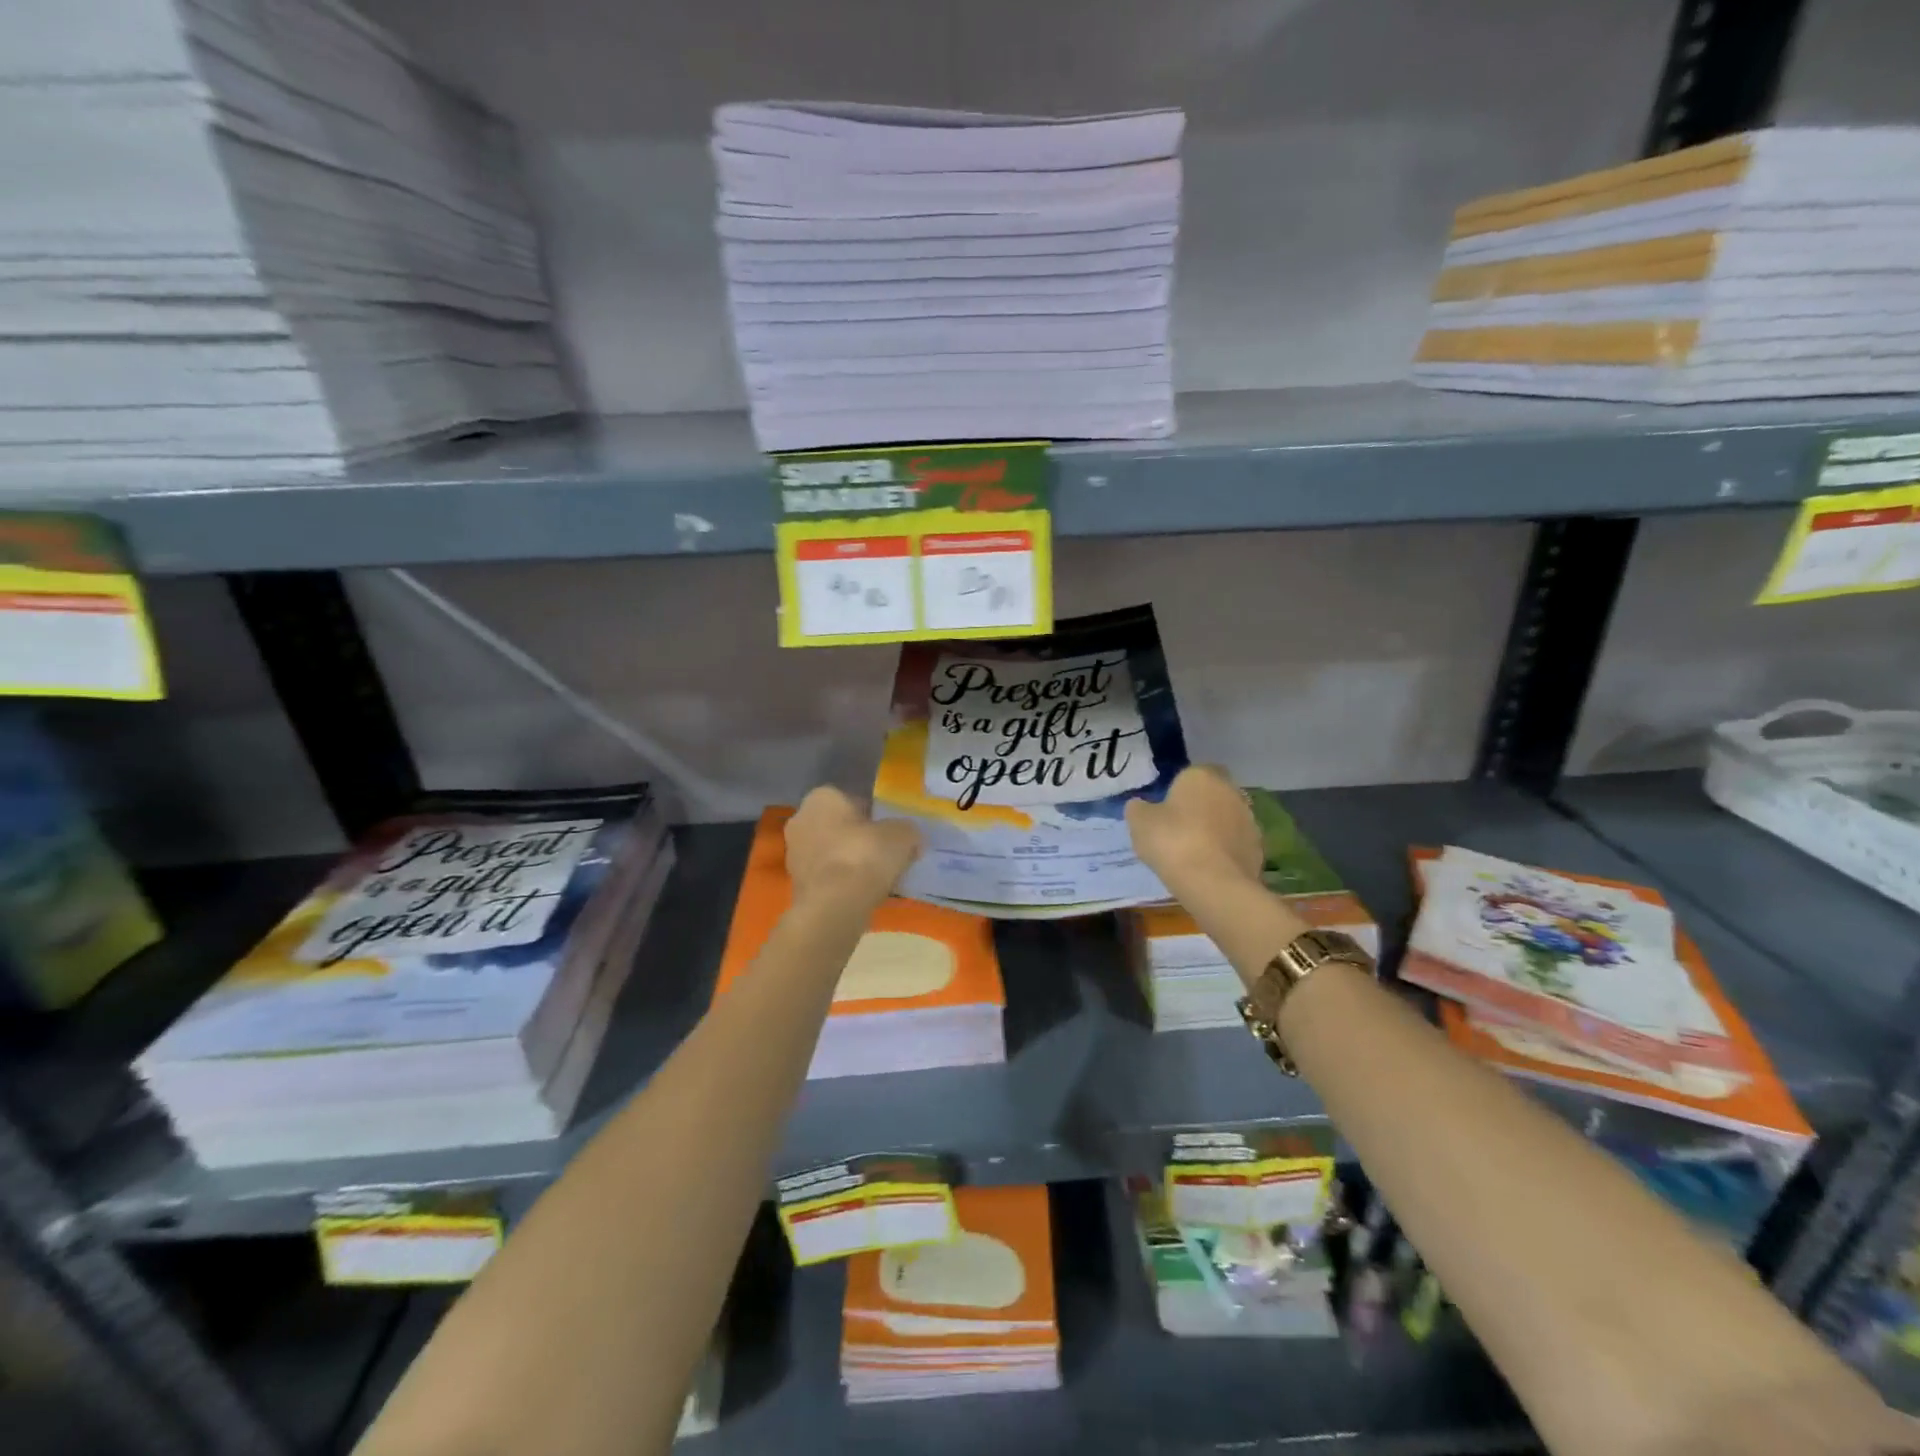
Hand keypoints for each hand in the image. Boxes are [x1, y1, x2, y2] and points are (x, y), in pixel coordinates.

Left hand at [784, 786, 920, 904]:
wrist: (834, 905)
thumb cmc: (865, 855)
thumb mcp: (902, 835)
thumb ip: (908, 830)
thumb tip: (911, 838)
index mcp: (822, 797)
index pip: (853, 800)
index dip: (875, 816)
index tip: (892, 834)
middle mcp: (801, 819)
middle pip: (840, 826)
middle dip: (860, 838)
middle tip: (886, 855)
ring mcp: (794, 853)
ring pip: (832, 852)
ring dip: (850, 861)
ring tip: (877, 877)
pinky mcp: (796, 883)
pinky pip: (827, 876)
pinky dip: (842, 881)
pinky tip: (862, 894)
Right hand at [1125, 766, 1262, 894]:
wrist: (1214, 883)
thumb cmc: (1172, 841)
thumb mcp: (1139, 822)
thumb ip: (1138, 808)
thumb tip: (1140, 806)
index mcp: (1202, 776)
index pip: (1190, 774)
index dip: (1177, 791)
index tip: (1164, 811)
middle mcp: (1231, 791)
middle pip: (1211, 795)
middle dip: (1198, 808)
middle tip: (1176, 831)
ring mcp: (1249, 820)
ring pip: (1226, 820)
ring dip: (1213, 830)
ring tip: (1192, 854)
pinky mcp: (1259, 848)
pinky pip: (1235, 844)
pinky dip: (1224, 852)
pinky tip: (1208, 869)